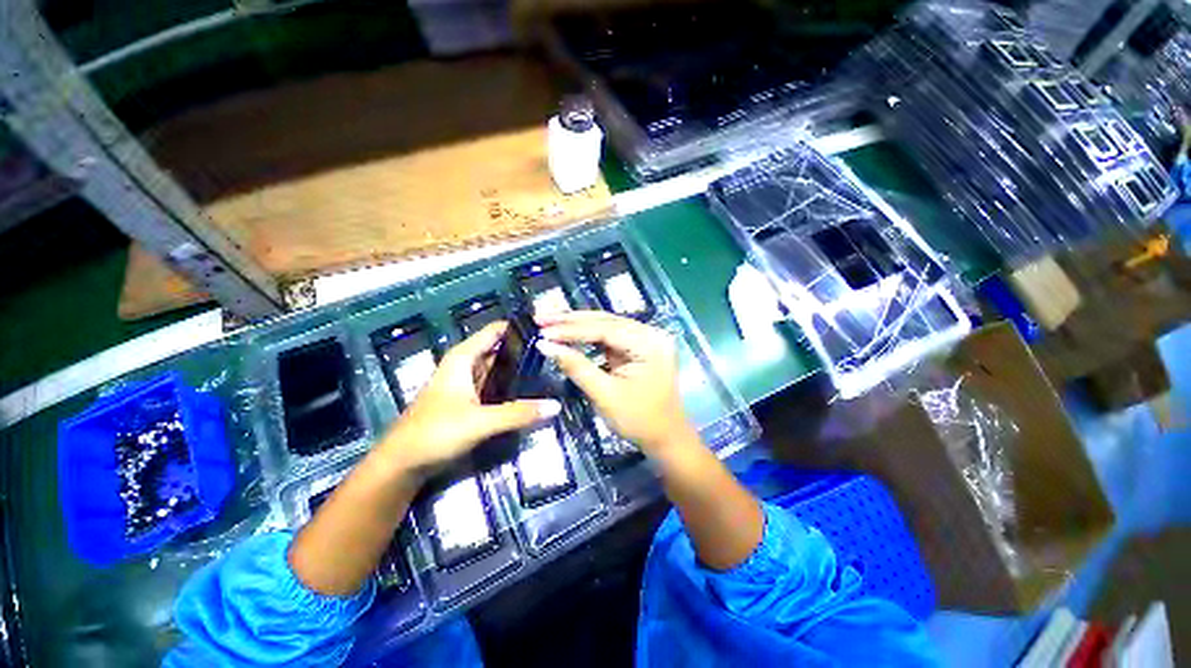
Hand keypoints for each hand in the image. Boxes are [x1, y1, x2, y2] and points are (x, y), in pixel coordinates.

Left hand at [378, 321, 560, 476]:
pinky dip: (511, 384)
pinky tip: (530, 388)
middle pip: (500, 348)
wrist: (402, 463)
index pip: (496, 330)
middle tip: (555, 351)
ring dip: (519, 367)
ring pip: (498, 367)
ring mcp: (468, 383)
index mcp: (463, 357)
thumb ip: (518, 413)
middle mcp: (466, 365)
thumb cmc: (435, 432)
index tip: (547, 329)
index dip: (519, 327)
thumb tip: (556, 406)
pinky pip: (496, 385)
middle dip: (524, 348)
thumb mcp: (480, 421)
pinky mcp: (470, 400)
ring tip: (550, 365)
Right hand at [535, 310, 692, 453]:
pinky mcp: (637, 347)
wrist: (665, 438)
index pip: (605, 329)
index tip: (543, 330)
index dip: (571, 329)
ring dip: (577, 324)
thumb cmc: (639, 420)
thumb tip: (545, 345)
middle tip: (541, 317)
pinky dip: (587, 335)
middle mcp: (650, 333)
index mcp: (650, 343)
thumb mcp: (605, 395)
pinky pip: (609, 336)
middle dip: (572, 320)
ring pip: (606, 325)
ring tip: (549, 321)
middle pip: (606, 320)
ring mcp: (645, 339)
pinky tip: (568, 332)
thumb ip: (576, 366)